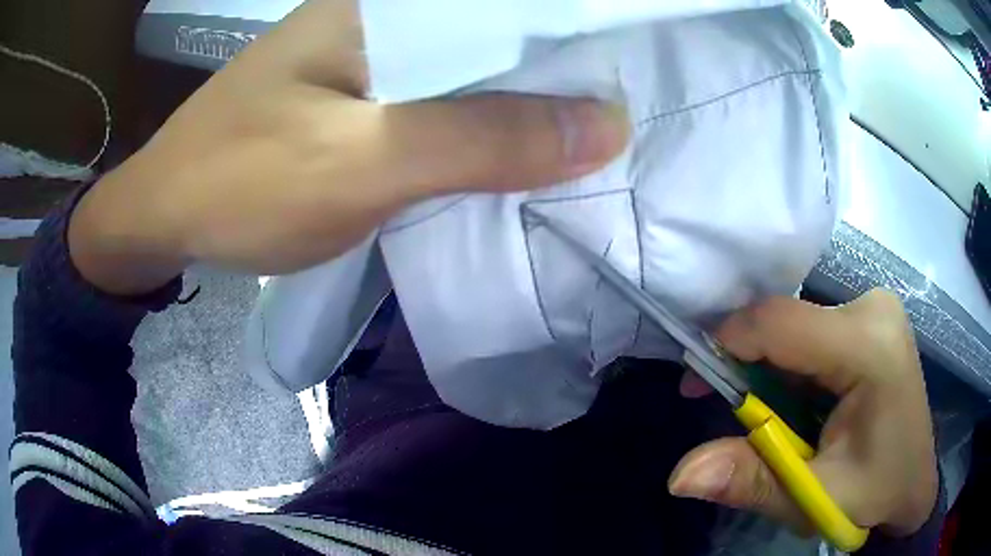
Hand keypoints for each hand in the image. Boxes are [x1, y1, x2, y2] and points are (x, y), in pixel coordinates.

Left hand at [68, 0, 627, 294]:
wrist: (168, 216)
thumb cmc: (240, 184)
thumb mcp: (359, 163)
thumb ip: (481, 139)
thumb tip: (604, 127)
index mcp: (383, 6)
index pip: (510, 7)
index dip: (577, 40)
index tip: (631, 81)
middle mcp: (382, 19)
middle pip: (497, 39)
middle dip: (557, 81)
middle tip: (618, 124)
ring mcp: (368, 60)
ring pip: (472, 75)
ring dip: (522, 109)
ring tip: (584, 140)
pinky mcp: (357, 101)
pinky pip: (440, 106)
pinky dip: (479, 131)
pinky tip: (510, 155)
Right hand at [668, 289, 937, 536]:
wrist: (913, 483)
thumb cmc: (874, 492)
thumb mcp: (814, 496)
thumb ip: (750, 481)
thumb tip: (679, 476)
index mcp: (870, 345)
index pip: (780, 323)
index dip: (729, 345)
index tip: (698, 383)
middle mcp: (872, 308)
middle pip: (785, 321)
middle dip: (748, 363)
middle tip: (730, 412)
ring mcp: (873, 308)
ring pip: (794, 325)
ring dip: (768, 368)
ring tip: (768, 417)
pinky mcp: (869, 319)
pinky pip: (810, 330)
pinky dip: (788, 364)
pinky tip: (795, 399)